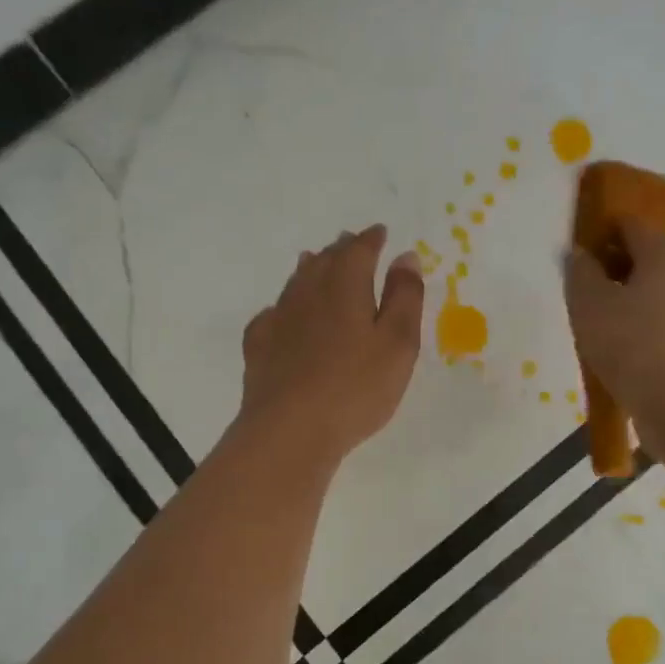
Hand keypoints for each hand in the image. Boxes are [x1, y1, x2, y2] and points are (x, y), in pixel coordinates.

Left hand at [237, 225, 425, 467]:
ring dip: (312, 269)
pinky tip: (284, 315)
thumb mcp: (398, 343)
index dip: (372, 239)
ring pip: (296, 282)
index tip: (380, 233)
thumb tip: (405, 256)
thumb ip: (404, 296)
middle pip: (325, 260)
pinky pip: (273, 313)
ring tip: (317, 262)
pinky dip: (285, 306)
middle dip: (341, 249)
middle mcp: (308, 292)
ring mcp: (279, 318)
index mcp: (345, 286)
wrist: (289, 430)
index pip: (359, 250)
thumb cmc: (355, 387)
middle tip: (351, 242)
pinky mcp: (259, 346)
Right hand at [564, 220, 664, 465]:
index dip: (598, 233)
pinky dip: (638, 330)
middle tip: (578, 293)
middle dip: (609, 270)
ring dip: (622, 303)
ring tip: (591, 327)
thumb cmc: (633, 344)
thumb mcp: (590, 302)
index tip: (573, 255)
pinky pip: (660, 324)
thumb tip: (581, 255)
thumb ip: (580, 272)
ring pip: (651, 293)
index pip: (628, 224)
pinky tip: (615, 352)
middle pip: (642, 258)